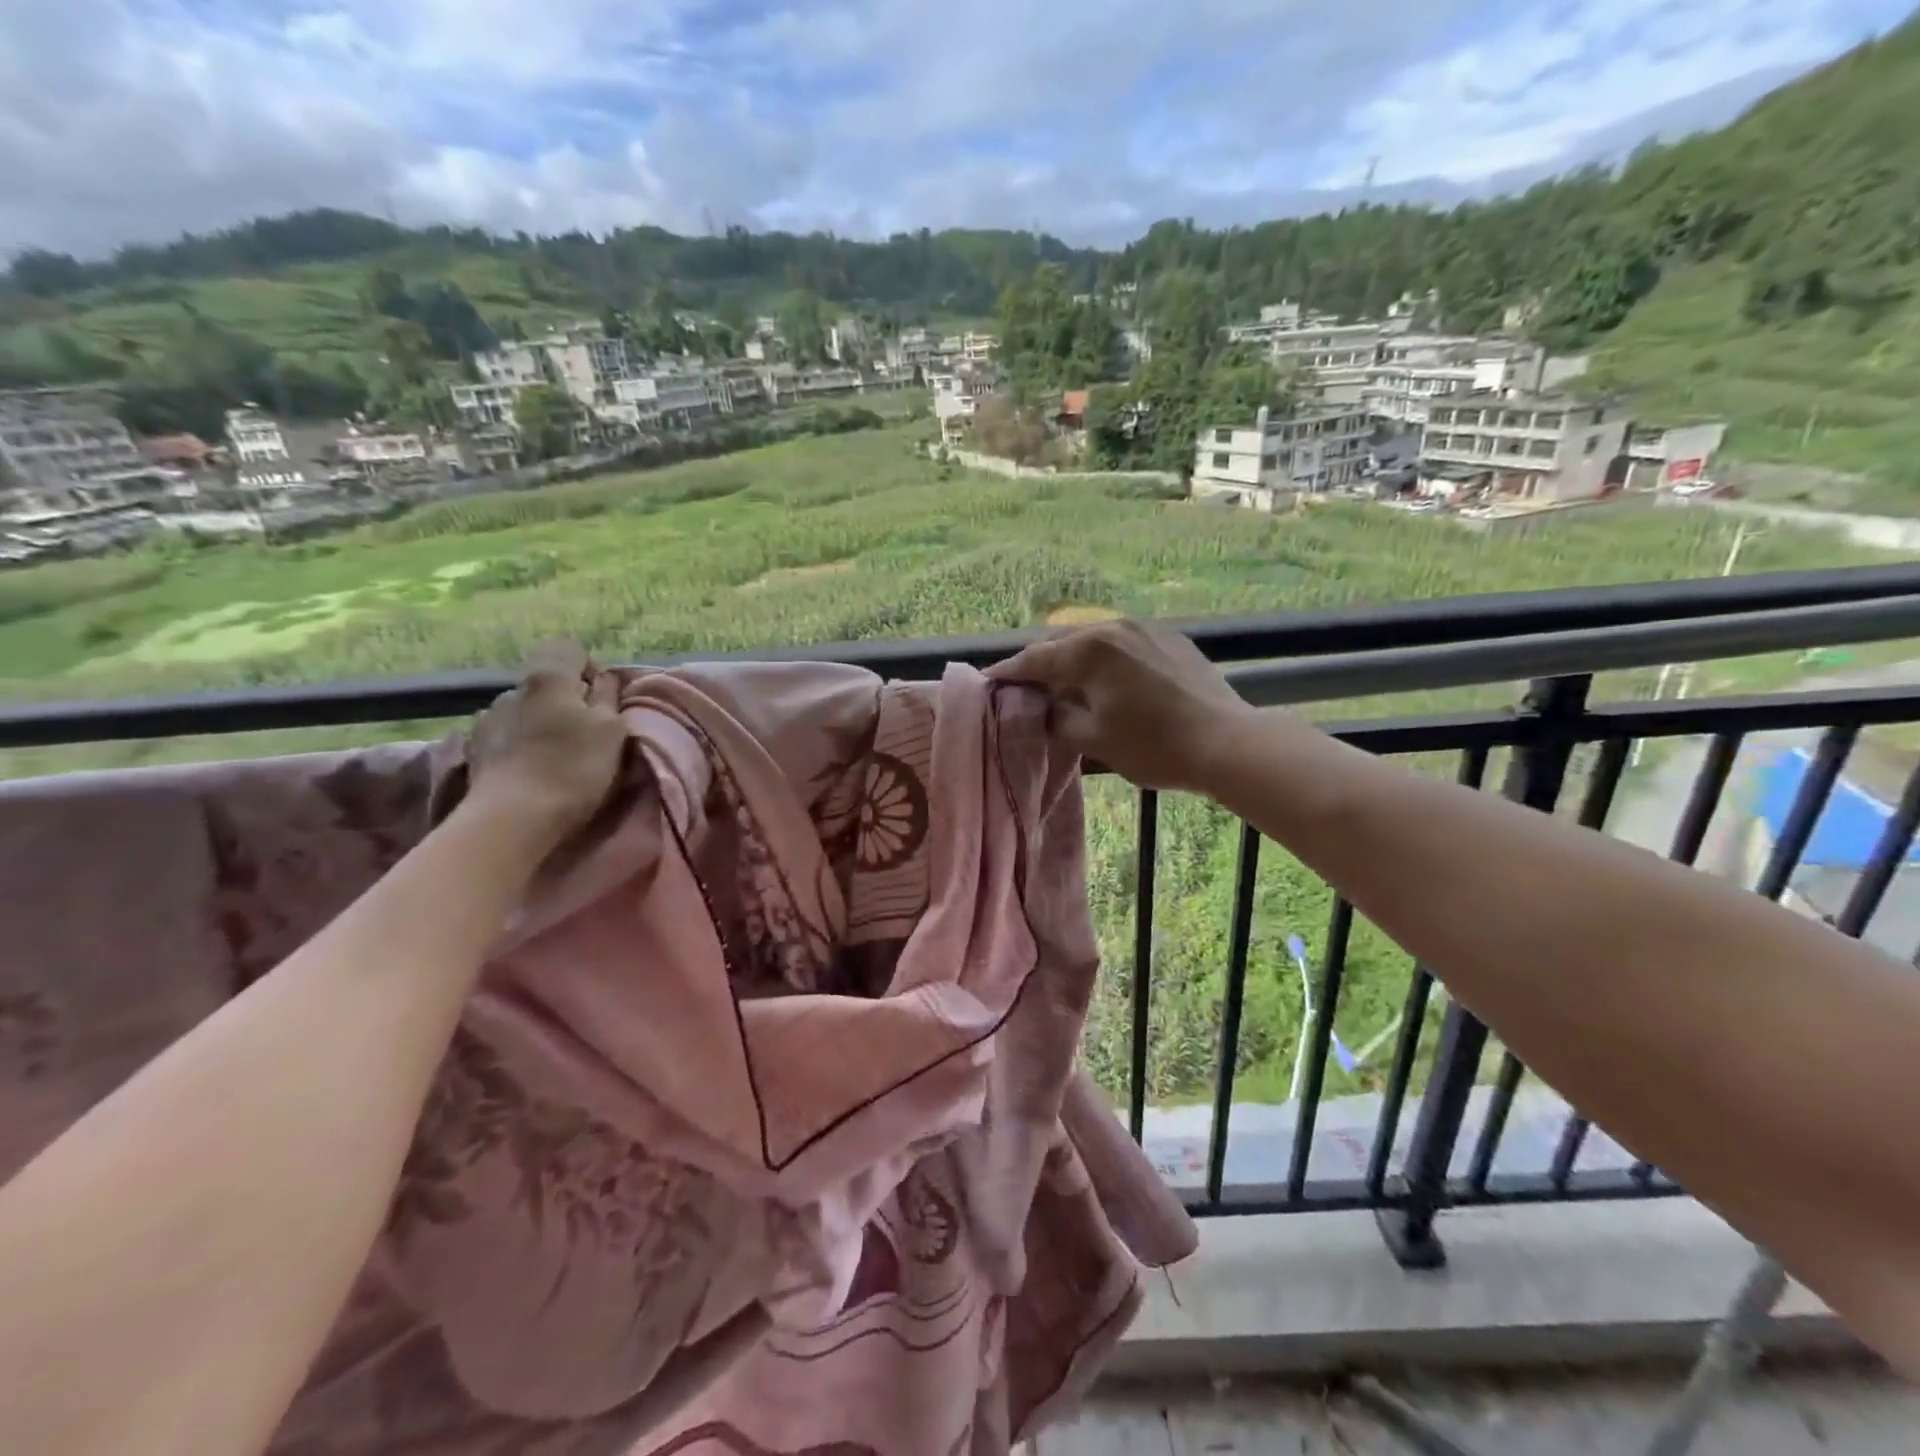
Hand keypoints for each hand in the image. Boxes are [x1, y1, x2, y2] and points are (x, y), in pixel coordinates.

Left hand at [465, 642, 628, 847]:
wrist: (512, 819)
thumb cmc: (573, 768)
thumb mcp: (611, 730)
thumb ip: (608, 697)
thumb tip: (604, 677)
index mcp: (549, 678)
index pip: (570, 649)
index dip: (591, 669)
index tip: (605, 700)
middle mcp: (512, 688)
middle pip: (547, 683)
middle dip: (566, 700)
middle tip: (586, 734)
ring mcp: (487, 718)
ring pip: (525, 709)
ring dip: (540, 723)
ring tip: (554, 755)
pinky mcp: (474, 750)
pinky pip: (505, 734)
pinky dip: (519, 744)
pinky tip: (529, 768)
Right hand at [986, 618, 1255, 792]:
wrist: (1227, 742)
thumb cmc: (1154, 746)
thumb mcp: (1094, 739)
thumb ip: (1057, 718)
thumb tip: (1041, 706)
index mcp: (1090, 650)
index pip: (1035, 659)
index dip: (1009, 672)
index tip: (989, 681)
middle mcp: (1114, 628)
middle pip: (1063, 643)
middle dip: (1040, 664)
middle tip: (1024, 686)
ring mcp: (1146, 629)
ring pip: (1094, 640)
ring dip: (1073, 659)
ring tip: (1064, 682)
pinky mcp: (1170, 638)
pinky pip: (1123, 643)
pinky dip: (1104, 659)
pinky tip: (1107, 679)